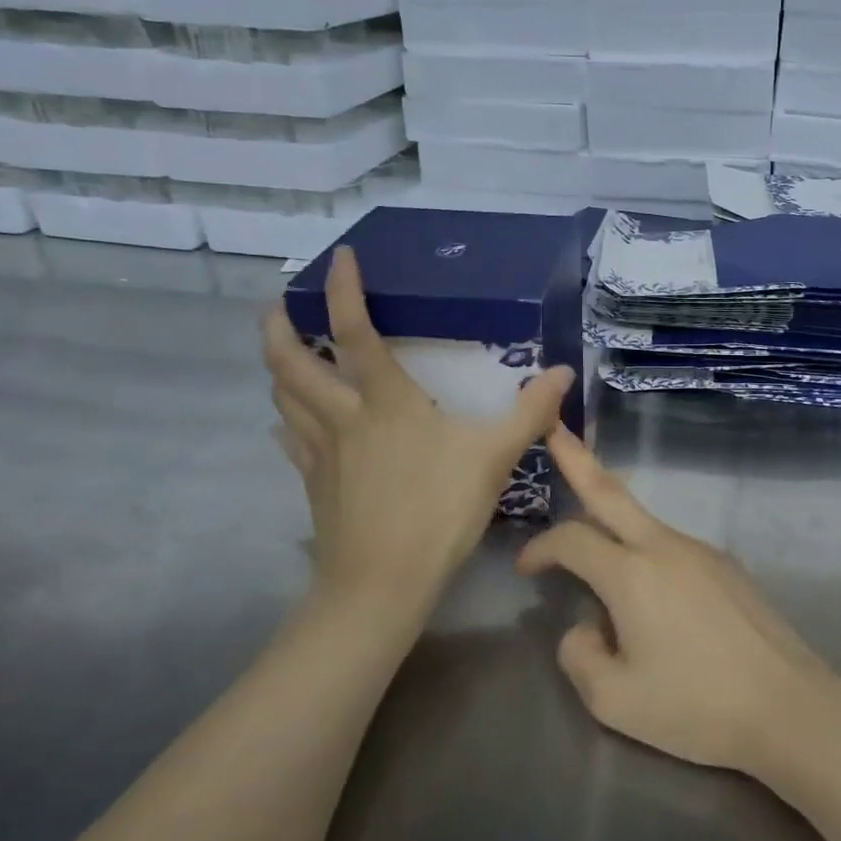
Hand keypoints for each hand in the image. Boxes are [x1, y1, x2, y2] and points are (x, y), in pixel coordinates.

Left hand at [264, 245, 573, 618]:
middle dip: (279, 328)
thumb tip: (562, 372)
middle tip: (279, 305)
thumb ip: (529, 412)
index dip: (343, 290)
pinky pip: (291, 441)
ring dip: (278, 369)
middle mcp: (343, 417)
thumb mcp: (493, 457)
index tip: (340, 256)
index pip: (355, 332)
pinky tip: (288, 424)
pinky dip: (286, 421)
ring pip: (284, 399)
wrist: (381, 583)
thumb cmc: (438, 511)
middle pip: (292, 364)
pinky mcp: (315, 484)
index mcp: (385, 402)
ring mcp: (321, 453)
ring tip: (283, 353)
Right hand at [518, 427, 836, 773]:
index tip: (525, 569)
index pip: (571, 540)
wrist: (787, 706)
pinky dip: (647, 557)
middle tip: (555, 430)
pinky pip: (673, 549)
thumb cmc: (696, 708)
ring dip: (612, 526)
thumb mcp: (614, 701)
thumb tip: (585, 626)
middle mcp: (666, 547)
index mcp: (633, 574)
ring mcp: (702, 551)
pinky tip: (654, 603)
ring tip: (596, 559)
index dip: (540, 548)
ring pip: (644, 524)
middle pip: (612, 493)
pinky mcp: (728, 566)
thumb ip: (579, 656)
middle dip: (578, 459)